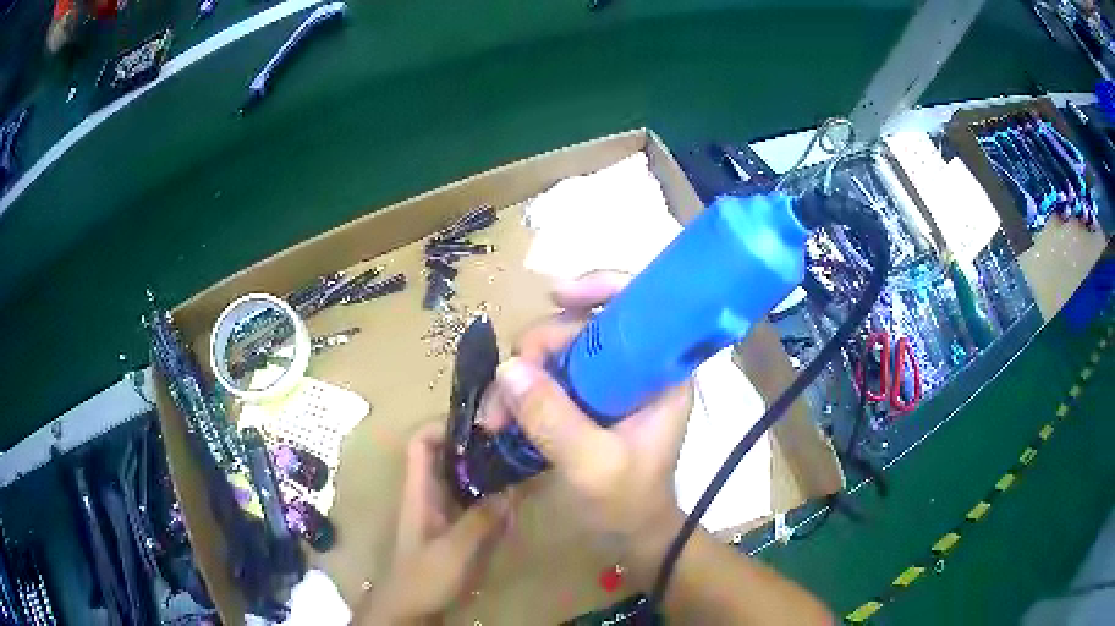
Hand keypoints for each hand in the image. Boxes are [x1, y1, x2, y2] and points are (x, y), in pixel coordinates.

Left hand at [360, 424, 509, 624]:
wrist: (410, 610)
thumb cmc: (423, 577)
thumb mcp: (454, 549)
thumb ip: (483, 519)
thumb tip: (514, 486)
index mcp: (419, 490)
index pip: (421, 442)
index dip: (444, 425)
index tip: (482, 421)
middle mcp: (431, 494)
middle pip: (449, 457)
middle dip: (479, 446)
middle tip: (516, 441)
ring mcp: (445, 513)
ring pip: (466, 479)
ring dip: (491, 471)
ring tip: (523, 464)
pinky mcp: (457, 530)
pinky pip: (478, 504)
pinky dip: (496, 498)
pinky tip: (519, 501)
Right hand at [479, 272, 692, 567]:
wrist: (631, 535)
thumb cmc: (628, 503)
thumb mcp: (594, 466)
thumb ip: (555, 420)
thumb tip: (508, 369)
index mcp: (661, 372)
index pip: (641, 305)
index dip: (602, 285)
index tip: (556, 297)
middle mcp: (637, 367)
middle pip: (585, 325)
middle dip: (538, 349)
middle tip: (503, 394)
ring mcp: (609, 382)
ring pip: (559, 350)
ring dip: (521, 375)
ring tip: (494, 417)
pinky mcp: (587, 399)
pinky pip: (549, 376)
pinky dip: (522, 390)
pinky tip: (502, 415)